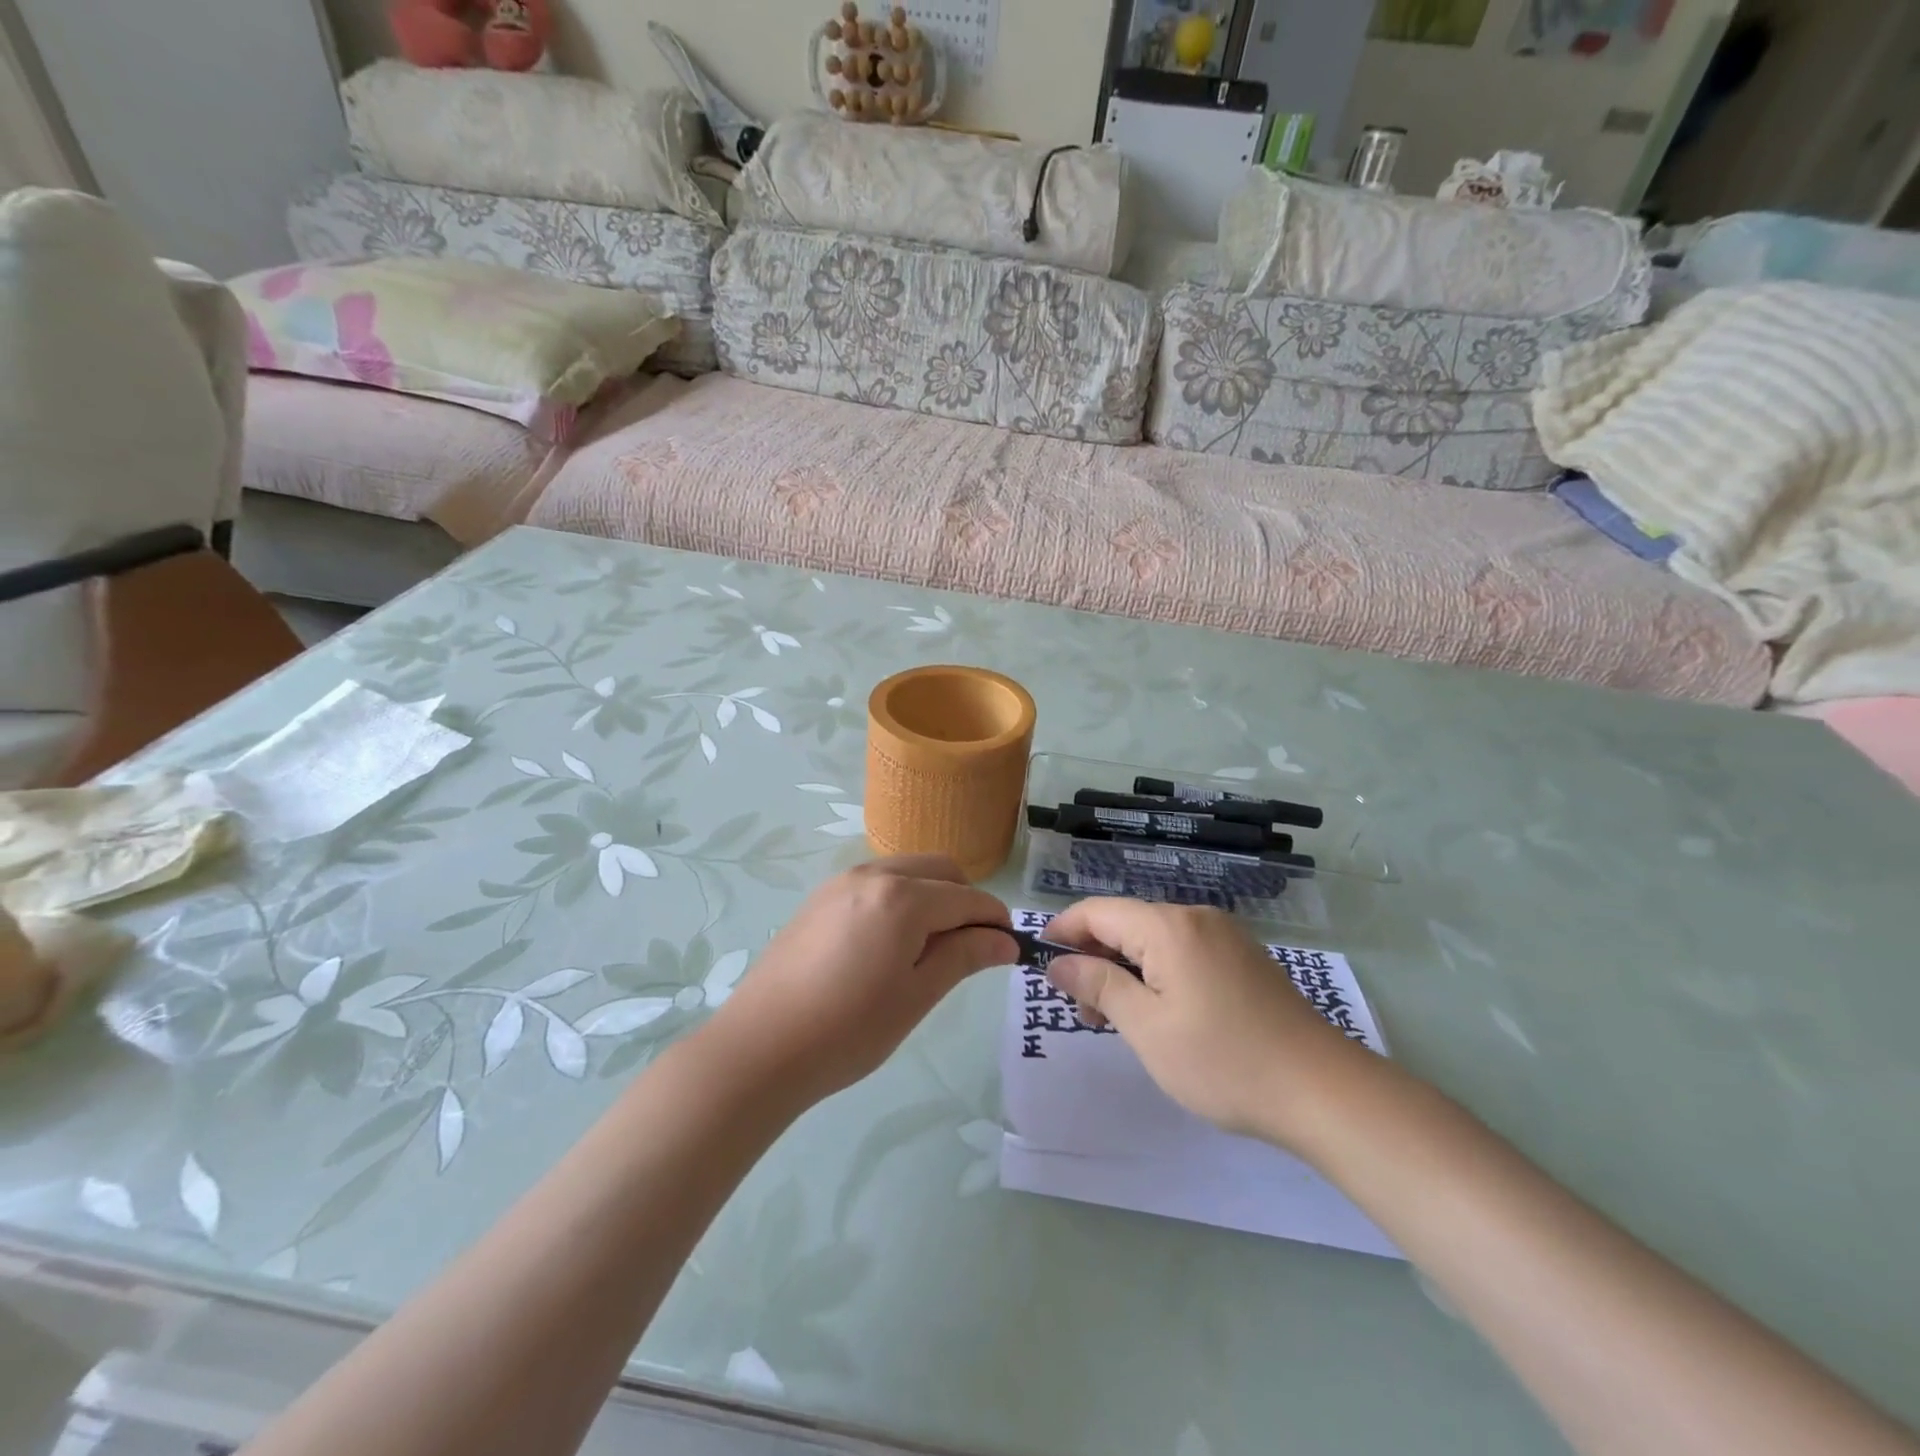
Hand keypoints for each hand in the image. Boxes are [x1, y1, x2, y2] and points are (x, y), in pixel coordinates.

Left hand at [702, 856, 1014, 1102]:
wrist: (759, 1047)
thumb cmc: (849, 1029)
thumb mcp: (917, 995)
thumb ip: (964, 956)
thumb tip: (1006, 940)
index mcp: (903, 896)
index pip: (968, 897)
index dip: (996, 921)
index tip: (1010, 949)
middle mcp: (874, 874)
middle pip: (940, 870)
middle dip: (966, 900)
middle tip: (971, 948)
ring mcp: (841, 882)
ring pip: (907, 871)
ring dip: (932, 896)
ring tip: (930, 948)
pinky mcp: (819, 897)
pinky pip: (876, 882)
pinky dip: (900, 898)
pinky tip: (890, 943)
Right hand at [1044, 900, 1369, 1145]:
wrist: (1323, 1091)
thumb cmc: (1223, 1061)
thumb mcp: (1147, 1027)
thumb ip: (1099, 985)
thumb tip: (1058, 962)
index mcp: (1169, 926)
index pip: (1098, 911)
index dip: (1063, 930)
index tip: (1040, 963)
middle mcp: (1196, 918)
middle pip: (1126, 923)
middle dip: (1094, 957)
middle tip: (1081, 1010)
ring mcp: (1225, 937)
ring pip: (1155, 940)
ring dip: (1125, 969)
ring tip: (1115, 1020)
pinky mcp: (1243, 960)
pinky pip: (1183, 953)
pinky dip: (1157, 973)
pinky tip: (1158, 1013)